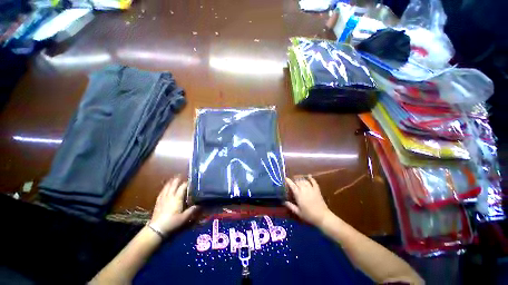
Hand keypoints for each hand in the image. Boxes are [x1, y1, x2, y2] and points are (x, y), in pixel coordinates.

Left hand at [149, 177, 198, 235]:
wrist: (156, 229)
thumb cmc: (172, 222)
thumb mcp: (184, 217)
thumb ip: (192, 210)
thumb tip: (199, 205)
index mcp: (177, 198)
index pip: (182, 187)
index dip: (187, 183)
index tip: (191, 181)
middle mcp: (170, 196)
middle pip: (173, 185)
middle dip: (177, 180)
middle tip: (180, 175)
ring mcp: (163, 198)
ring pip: (167, 187)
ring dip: (170, 182)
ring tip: (173, 179)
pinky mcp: (158, 202)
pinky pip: (161, 192)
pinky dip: (164, 188)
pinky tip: (165, 188)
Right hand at [285, 175, 332, 227]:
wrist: (322, 216)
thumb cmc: (309, 215)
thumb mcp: (298, 212)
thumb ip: (291, 206)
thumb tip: (284, 202)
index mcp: (298, 194)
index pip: (292, 185)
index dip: (288, 181)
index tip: (286, 178)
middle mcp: (304, 189)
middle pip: (298, 182)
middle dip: (294, 181)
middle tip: (292, 183)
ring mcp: (311, 189)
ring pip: (304, 181)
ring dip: (301, 180)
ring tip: (299, 181)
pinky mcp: (317, 190)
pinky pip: (314, 182)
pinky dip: (311, 178)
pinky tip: (309, 176)